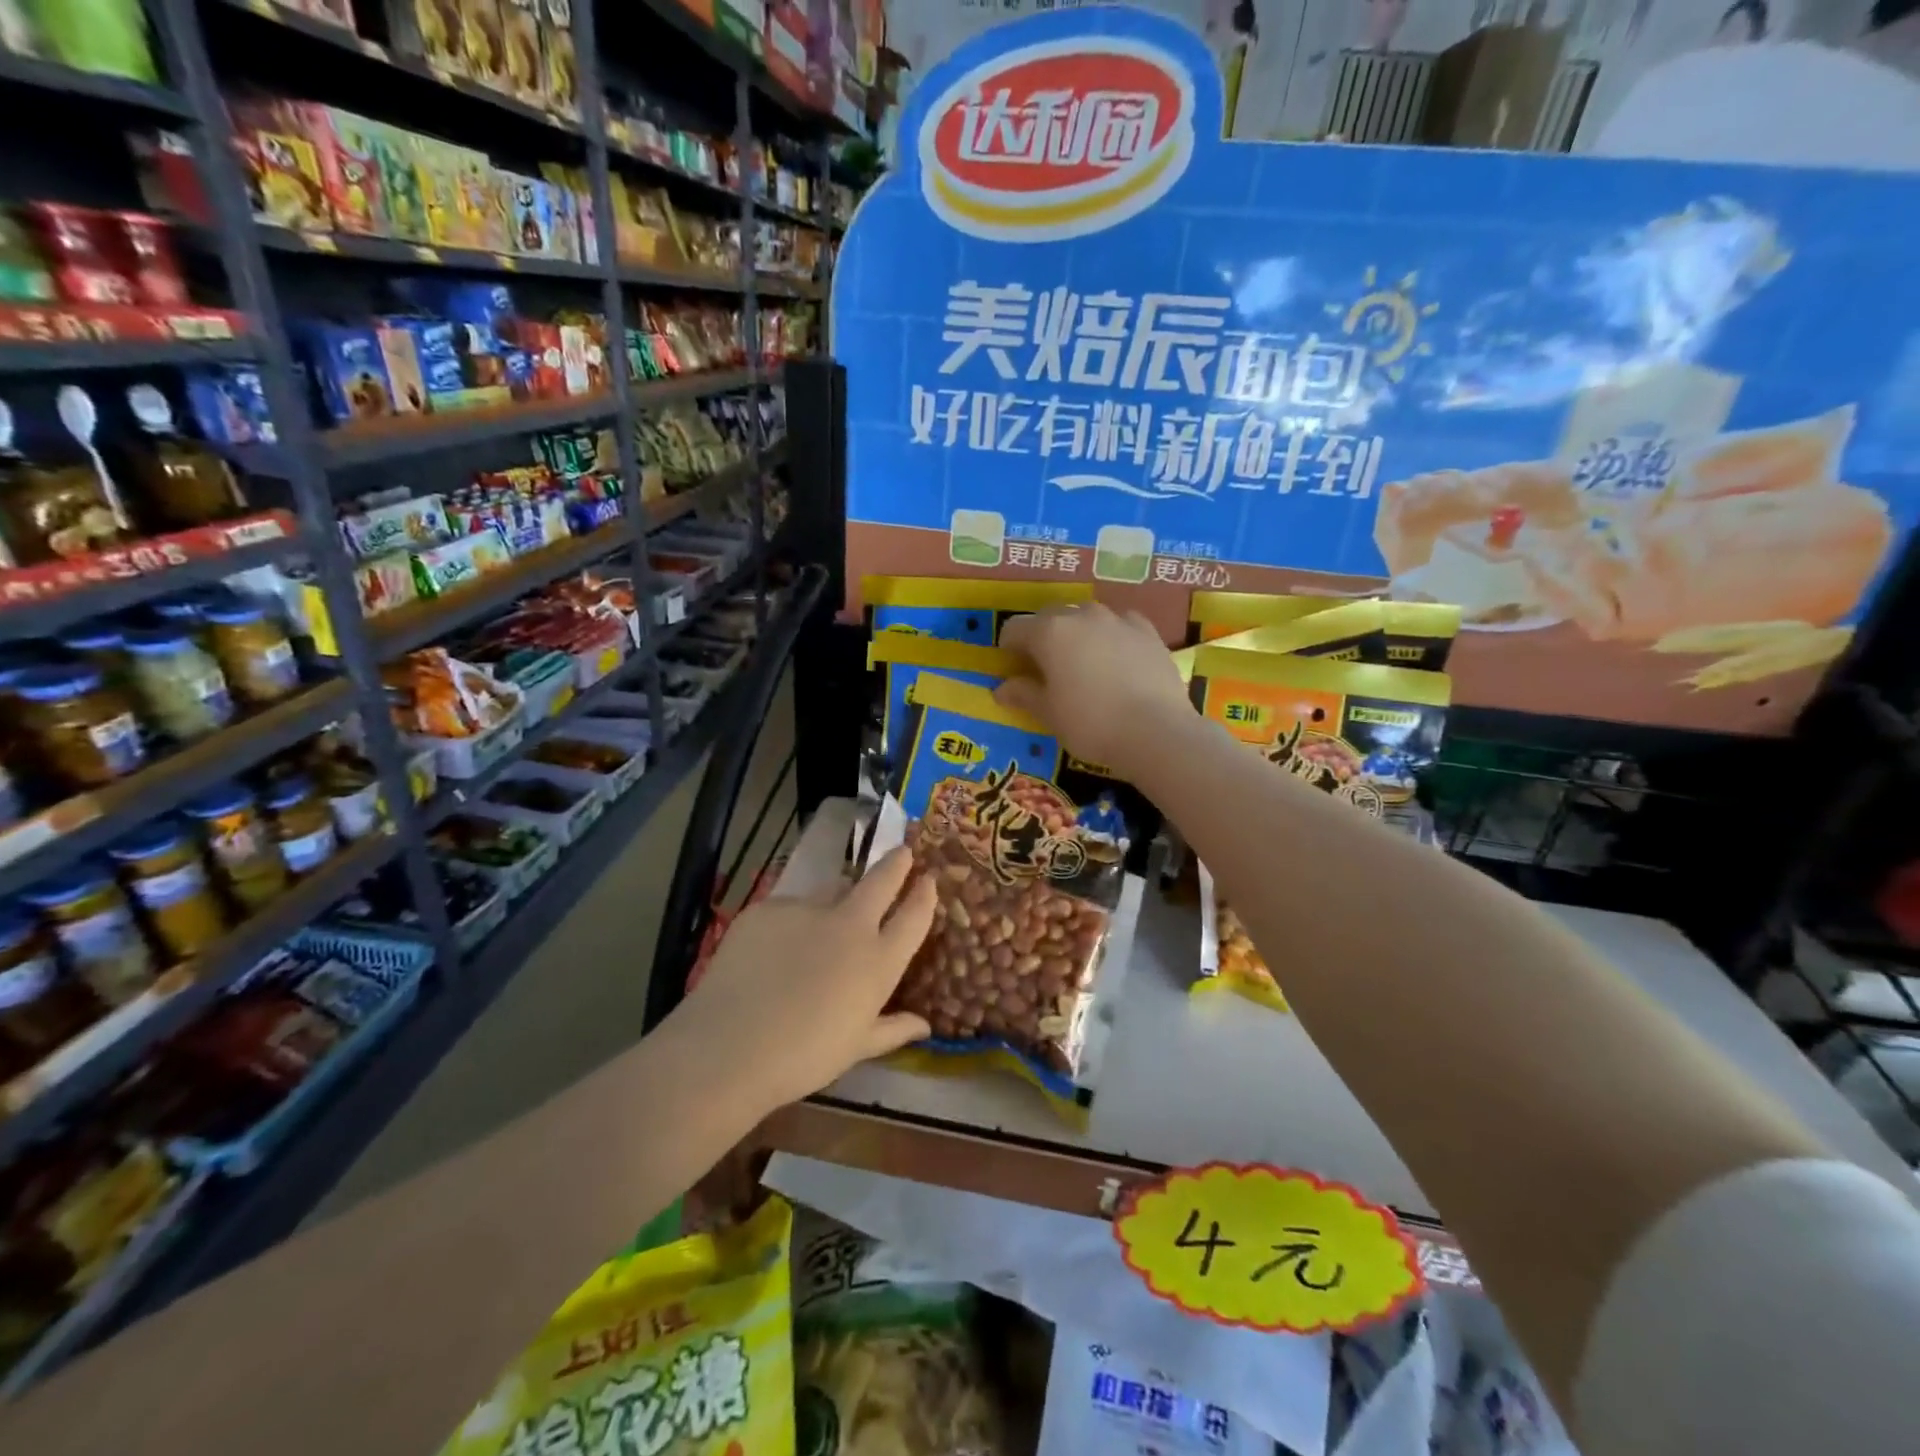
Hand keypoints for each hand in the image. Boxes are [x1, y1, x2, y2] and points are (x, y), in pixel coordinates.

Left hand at [673, 846, 935, 1110]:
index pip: (913, 916)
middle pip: (881, 880)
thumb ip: (893, 1029)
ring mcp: (807, 910)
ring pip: (832, 891)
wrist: (730, 1046)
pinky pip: (789, 908)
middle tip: (903, 852)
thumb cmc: (804, 1057)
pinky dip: (792, 921)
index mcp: (878, 960)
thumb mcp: (857, 1048)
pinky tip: (774, 949)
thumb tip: (925, 1025)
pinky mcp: (768, 908)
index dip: (925, 895)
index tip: (929, 880)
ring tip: (823, 922)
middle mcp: (850, 925)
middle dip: (897, 863)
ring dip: (838, 897)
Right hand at [996, 603, 1192, 776]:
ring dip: (1079, 633)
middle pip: (1052, 617)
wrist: (1156, 731)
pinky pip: (1121, 625)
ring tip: (1084, 662)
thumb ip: (1024, 694)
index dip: (1009, 647)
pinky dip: (1113, 636)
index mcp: (1049, 632)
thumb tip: (1002, 688)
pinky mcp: (1148, 632)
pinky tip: (1118, 659)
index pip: (1015, 628)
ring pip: (1088, 616)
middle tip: (1046, 667)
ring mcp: (1118, 620)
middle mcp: (1082, 616)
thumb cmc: (1091, 724)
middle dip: (1043, 636)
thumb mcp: (1049, 714)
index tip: (1012, 667)